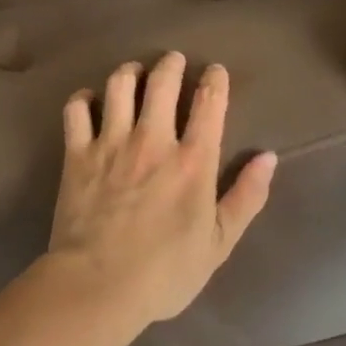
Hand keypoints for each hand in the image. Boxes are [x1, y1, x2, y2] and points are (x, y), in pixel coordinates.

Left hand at [46, 53, 277, 326]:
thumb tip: (268, 157)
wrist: (98, 285)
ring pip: (120, 85)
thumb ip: (246, 197)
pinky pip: (77, 109)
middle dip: (171, 64)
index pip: (209, 103)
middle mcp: (152, 140)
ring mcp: (111, 143)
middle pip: (162, 81)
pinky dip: (83, 98)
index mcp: (192, 161)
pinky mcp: (77, 153)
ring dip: (130, 72)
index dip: (214, 80)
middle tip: (173, 60)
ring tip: (134, 73)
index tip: (214, 71)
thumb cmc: (164, 272)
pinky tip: (89, 100)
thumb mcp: (218, 244)